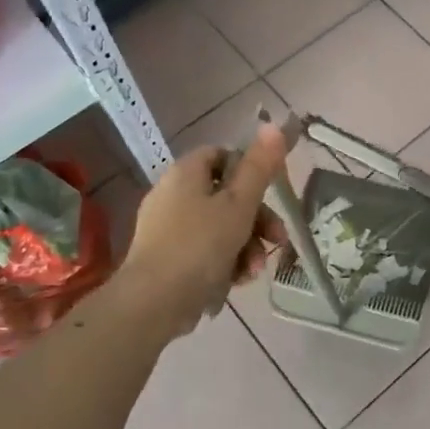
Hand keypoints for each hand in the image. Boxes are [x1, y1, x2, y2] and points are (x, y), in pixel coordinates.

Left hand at [120, 124, 288, 332]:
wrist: (153, 303)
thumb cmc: (200, 245)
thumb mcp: (240, 203)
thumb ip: (260, 167)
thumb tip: (274, 125)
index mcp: (186, 173)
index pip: (223, 155)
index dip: (250, 170)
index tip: (270, 193)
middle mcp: (173, 194)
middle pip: (226, 196)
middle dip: (257, 220)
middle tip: (276, 240)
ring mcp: (167, 229)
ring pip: (219, 228)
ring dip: (245, 247)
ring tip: (253, 271)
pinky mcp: (166, 259)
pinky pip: (204, 252)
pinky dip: (224, 263)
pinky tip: (235, 283)